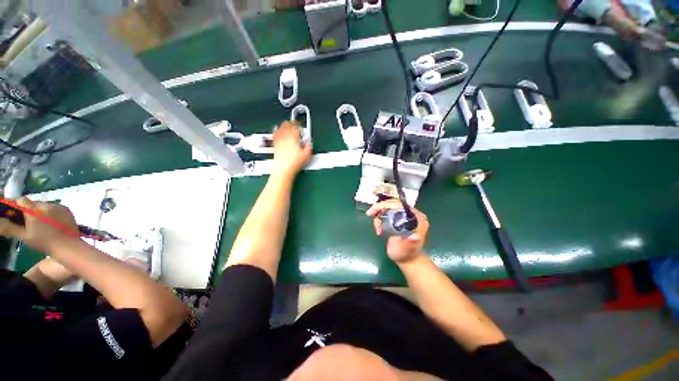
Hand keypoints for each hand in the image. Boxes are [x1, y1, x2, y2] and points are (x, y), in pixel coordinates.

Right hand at [0, 198, 78, 253]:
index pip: (21, 200)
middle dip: (28, 211)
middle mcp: (46, 204)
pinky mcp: (66, 209)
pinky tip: (50, 223)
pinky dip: (50, 213)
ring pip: (43, 205)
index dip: (15, 205)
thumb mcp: (24, 236)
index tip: (13, 212)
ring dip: (39, 212)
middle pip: (32, 203)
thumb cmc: (44, 243)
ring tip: (40, 224)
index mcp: (34, 210)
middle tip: (27, 221)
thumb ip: (9, 227)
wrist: (68, 246)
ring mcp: (58, 206)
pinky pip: (54, 208)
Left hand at [272, 121, 312, 176]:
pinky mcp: (275, 146)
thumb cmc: (294, 163)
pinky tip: (276, 131)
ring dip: (283, 126)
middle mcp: (285, 137)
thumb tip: (309, 143)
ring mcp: (279, 141)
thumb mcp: (307, 155)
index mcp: (293, 137)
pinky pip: (275, 135)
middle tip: (294, 123)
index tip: (300, 125)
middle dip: (291, 123)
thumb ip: (309, 147)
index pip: (296, 127)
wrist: (283, 170)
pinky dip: (276, 132)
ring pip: (280, 129)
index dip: (298, 125)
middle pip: (287, 126)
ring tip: (286, 124)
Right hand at [367, 199, 428, 263]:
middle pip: (393, 203)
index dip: (386, 205)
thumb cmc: (406, 254)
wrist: (406, 259)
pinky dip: (380, 217)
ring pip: (388, 206)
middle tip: (370, 214)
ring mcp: (405, 215)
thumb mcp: (407, 249)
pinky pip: (387, 211)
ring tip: (378, 229)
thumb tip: (415, 237)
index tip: (374, 211)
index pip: (400, 204)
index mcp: (417, 218)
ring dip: (379, 215)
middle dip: (380, 208)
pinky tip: (379, 228)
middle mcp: (412, 214)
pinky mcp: (399, 218)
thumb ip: (409, 243)